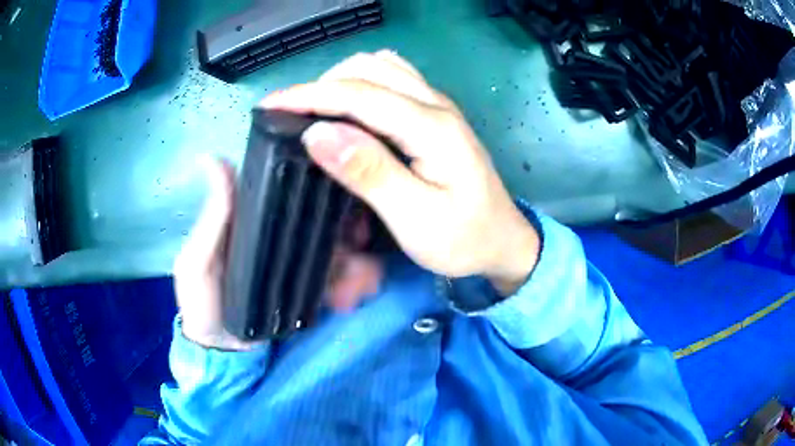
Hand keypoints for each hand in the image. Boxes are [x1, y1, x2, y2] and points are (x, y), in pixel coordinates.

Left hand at [173, 158, 381, 349]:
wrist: (227, 354)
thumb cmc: (204, 304)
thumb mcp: (197, 263)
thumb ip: (210, 221)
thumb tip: (212, 158)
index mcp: (255, 218)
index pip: (292, 188)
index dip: (320, 183)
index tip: (343, 191)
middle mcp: (282, 232)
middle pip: (326, 216)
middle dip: (350, 227)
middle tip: (358, 245)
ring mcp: (300, 259)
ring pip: (341, 245)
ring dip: (357, 261)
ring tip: (356, 286)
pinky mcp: (312, 285)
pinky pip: (343, 275)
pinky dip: (357, 282)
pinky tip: (353, 297)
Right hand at [262, 51, 539, 295]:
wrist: (502, 240)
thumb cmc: (463, 238)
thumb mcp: (415, 218)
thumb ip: (369, 172)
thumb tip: (318, 134)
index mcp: (432, 127)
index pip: (359, 94)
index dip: (309, 95)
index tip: (270, 105)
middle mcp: (435, 103)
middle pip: (368, 69)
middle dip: (321, 86)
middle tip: (292, 117)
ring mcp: (437, 104)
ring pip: (380, 68)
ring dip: (341, 82)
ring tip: (316, 112)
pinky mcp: (435, 113)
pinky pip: (392, 79)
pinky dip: (361, 85)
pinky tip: (351, 110)